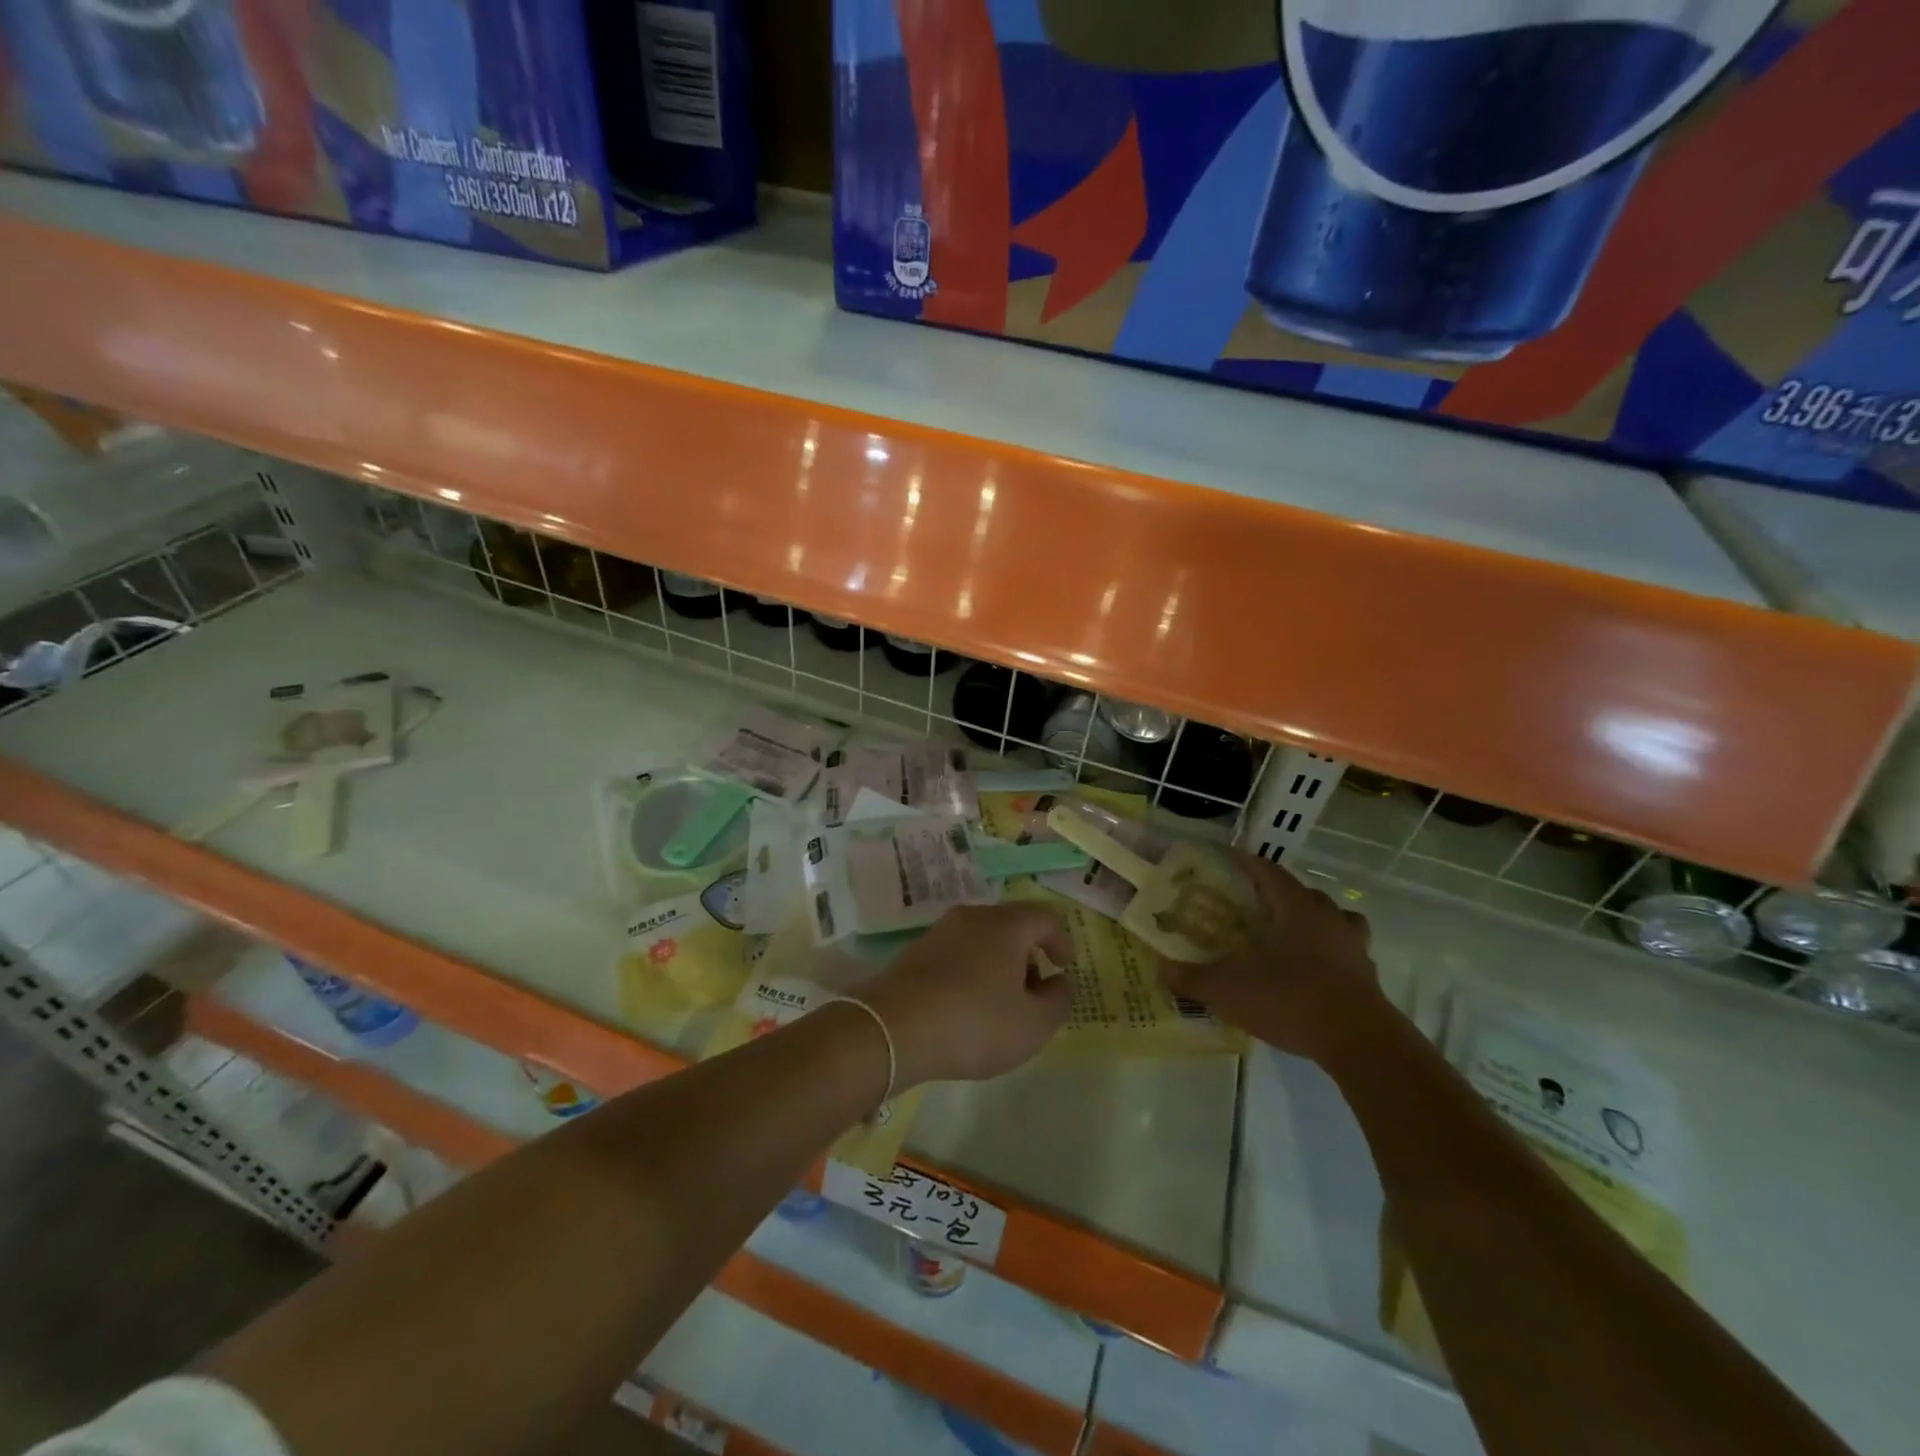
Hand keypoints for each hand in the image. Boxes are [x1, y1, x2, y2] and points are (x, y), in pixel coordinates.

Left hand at [859, 904, 1073, 1086]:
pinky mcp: (916, 952)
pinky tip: (967, 1006)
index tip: (1065, 967)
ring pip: (982, 939)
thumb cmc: (975, 1022)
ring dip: (999, 964)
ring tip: (1002, 1003)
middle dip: (1029, 954)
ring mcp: (940, 932)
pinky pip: (957, 953)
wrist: (893, 1028)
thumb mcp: (1033, 1024)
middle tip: (1035, 989)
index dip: (1061, 941)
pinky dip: (972, 971)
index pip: (1045, 918)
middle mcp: (973, 917)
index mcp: (1007, 925)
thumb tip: (1060, 982)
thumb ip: (1058, 1001)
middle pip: (1012, 925)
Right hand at [1160, 853, 1385, 1063]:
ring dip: (1310, 917)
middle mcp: (1326, 916)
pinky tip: (1315, 967)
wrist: (1360, 1042)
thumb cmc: (1292, 1001)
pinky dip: (1331, 949)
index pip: (1269, 872)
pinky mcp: (1367, 972)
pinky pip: (1346, 947)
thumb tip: (1160, 968)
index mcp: (1294, 908)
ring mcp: (1352, 944)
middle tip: (1251, 902)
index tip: (1230, 858)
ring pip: (1331, 916)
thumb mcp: (1230, 992)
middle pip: (1301, 891)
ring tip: (1287, 932)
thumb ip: (1193, 979)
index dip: (1248, 863)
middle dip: (1276, 892)